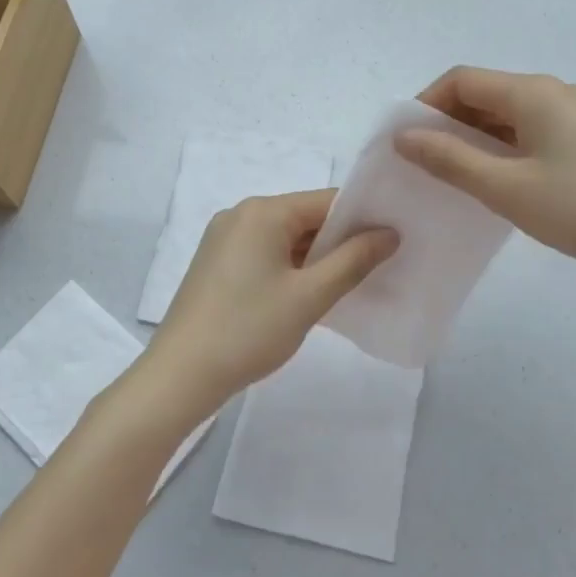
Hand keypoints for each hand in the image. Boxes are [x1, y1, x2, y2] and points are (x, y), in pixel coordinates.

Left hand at [146, 190, 396, 414]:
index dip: (363, 218)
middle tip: (381, 265)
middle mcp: (241, 214)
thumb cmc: (249, 330)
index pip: (326, 201)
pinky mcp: (217, 263)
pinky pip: (265, 253)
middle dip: (340, 240)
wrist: (180, 375)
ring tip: (352, 283)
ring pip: (285, 238)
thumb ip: (353, 260)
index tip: (395, 239)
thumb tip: (389, 233)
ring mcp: (224, 238)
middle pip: (305, 217)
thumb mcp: (309, 297)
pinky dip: (291, 268)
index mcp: (263, 211)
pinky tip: (310, 294)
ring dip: (316, 258)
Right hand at [397, 66, 575, 285]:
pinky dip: (509, 146)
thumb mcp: (506, 189)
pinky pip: (537, 129)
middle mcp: (557, 91)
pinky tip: (506, 181)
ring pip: (512, 113)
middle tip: (429, 164)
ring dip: (479, 136)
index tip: (408, 142)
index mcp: (533, 92)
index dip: (427, 103)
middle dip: (451, 122)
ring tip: (461, 176)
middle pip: (487, 93)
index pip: (463, 80)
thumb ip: (450, 159)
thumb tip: (405, 136)